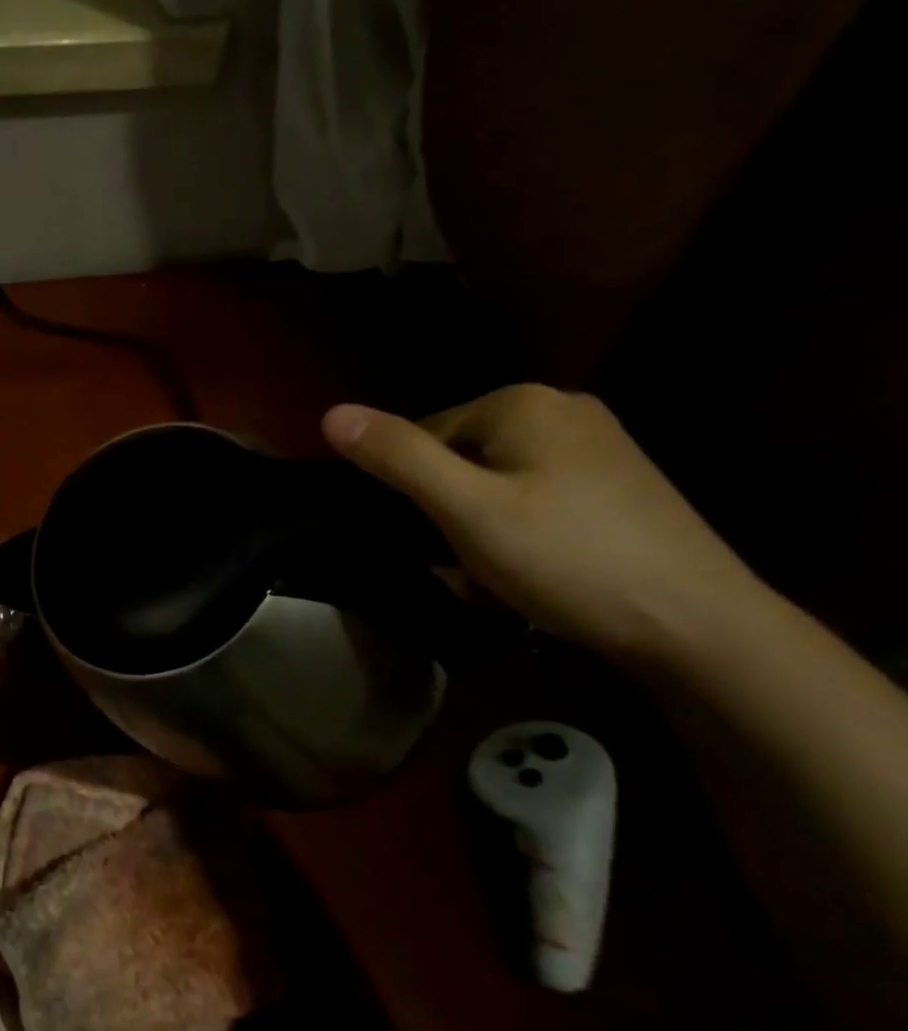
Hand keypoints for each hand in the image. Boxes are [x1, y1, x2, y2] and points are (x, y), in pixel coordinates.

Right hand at [322, 385, 764, 664]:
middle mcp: (562, 409)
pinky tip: (534, 572)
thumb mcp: (465, 509)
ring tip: (499, 577)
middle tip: (467, 565)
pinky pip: (534, 497)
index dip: (414, 492)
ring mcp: (598, 446)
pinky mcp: (616, 484)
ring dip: (479, 528)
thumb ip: (397, 458)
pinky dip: (518, 532)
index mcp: (522, 403)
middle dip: (449, 512)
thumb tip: (330, 413)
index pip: (422, 435)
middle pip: (458, 457)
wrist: (701, 627)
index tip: (434, 540)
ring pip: (494, 482)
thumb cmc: (568, 559)